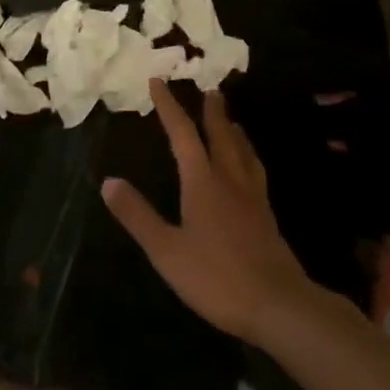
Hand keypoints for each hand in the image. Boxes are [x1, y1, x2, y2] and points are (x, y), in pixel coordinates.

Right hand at [102, 82, 315, 344]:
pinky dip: (249, 159)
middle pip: (221, 136)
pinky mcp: (267, 220)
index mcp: (203, 182)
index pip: (183, 135)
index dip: (169, 107)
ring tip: (233, 122)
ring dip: (235, 133)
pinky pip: (256, 174)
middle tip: (211, 89)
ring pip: (244, 154)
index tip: (158, 81)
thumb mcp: (166, 250)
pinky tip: (250, 171)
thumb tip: (108, 181)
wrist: (281, 307)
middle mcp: (230, 181)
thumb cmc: (218, 277)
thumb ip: (138, 216)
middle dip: (212, 112)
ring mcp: (253, 200)